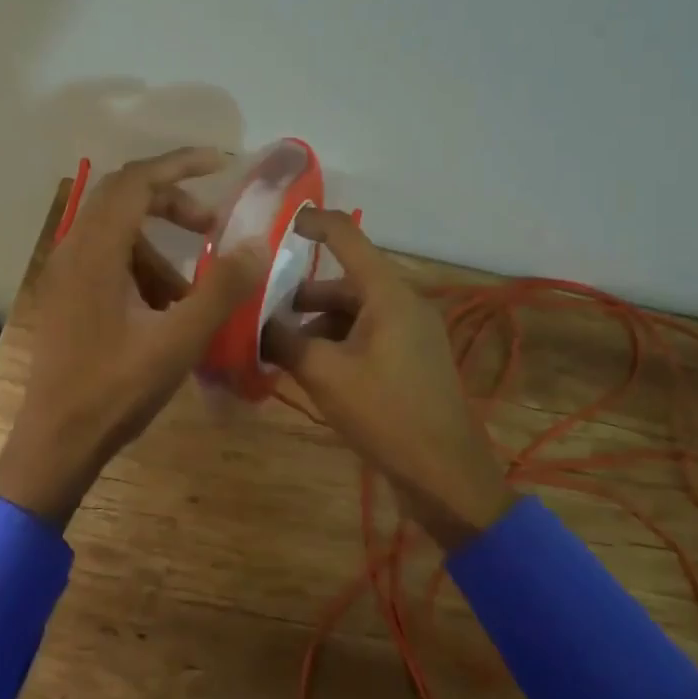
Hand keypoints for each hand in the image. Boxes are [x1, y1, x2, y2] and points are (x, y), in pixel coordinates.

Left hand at [0, 148, 268, 527]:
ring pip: (117, 234)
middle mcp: (73, 250)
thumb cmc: (116, 390)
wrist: (55, 442)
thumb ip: (221, 289)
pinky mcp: (65, 296)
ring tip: (193, 290)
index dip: (180, 164)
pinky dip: (141, 271)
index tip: (221, 164)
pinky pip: (107, 262)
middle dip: (172, 202)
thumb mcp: (179, 340)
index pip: (137, 181)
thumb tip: (257, 244)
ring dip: (158, 247)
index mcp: (96, 251)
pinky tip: (165, 310)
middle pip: (124, 197)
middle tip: (211, 224)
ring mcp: (64, 274)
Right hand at [263, 209, 513, 549]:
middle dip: (300, 296)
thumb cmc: (386, 414)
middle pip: (344, 283)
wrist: (445, 476)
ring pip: (353, 313)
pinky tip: (310, 371)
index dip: (312, 223)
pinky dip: (336, 344)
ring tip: (278, 350)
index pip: (346, 237)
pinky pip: (366, 337)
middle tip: (259, 309)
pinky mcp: (410, 360)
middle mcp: (402, 304)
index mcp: (388, 294)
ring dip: (315, 326)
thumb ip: (284, 341)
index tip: (277, 224)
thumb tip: (252, 323)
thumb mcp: (325, 375)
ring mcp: (410, 333)